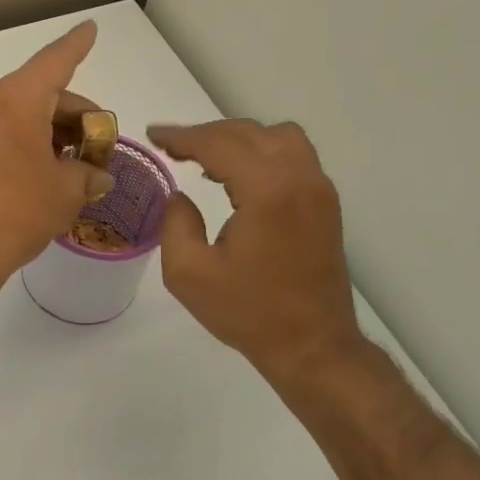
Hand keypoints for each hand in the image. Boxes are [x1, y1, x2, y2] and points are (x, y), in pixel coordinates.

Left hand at [0, 21, 114, 289]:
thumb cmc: (15, 212)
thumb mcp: (64, 193)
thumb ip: (86, 176)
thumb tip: (98, 176)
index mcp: (15, 98)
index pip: (55, 61)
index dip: (77, 45)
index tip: (90, 27)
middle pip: (37, 95)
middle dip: (70, 117)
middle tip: (93, 146)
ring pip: (13, 116)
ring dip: (43, 133)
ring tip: (67, 166)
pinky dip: (16, 145)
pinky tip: (33, 173)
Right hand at [148, 120, 368, 384]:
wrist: (313, 346)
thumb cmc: (249, 313)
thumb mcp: (188, 273)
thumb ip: (175, 223)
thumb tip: (179, 195)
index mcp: (267, 191)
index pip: (218, 143)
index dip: (181, 136)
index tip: (154, 135)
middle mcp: (299, 178)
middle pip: (248, 132)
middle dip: (206, 134)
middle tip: (173, 148)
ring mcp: (319, 188)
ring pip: (277, 136)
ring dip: (239, 139)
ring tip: (208, 160)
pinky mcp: (326, 202)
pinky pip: (294, 155)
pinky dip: (263, 152)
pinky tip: (239, 177)